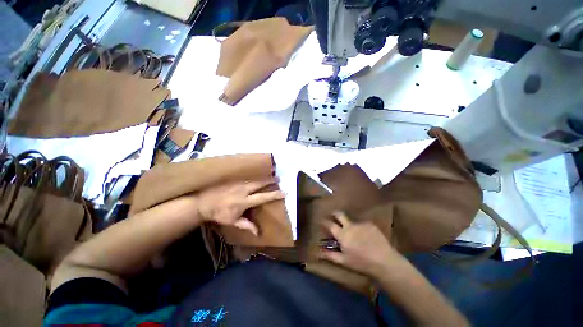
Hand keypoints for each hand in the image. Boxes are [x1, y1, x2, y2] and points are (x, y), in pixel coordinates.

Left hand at [195, 178, 284, 234]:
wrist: (202, 203)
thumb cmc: (219, 214)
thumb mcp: (233, 221)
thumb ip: (246, 225)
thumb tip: (258, 233)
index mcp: (244, 201)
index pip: (263, 197)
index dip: (274, 195)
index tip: (283, 193)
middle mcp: (243, 190)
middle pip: (259, 183)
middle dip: (270, 180)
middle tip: (278, 177)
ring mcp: (237, 183)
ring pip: (253, 177)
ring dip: (262, 176)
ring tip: (271, 172)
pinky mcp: (232, 179)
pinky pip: (245, 175)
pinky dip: (253, 174)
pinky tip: (257, 171)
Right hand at [320, 212, 396, 278]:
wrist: (384, 261)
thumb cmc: (361, 263)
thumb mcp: (344, 261)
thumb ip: (330, 255)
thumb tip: (318, 252)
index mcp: (342, 234)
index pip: (329, 224)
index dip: (324, 222)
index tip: (321, 221)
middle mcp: (350, 226)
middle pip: (339, 214)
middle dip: (334, 213)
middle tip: (333, 215)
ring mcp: (360, 224)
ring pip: (352, 220)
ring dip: (349, 224)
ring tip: (354, 233)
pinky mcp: (370, 224)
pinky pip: (362, 224)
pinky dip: (361, 229)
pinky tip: (366, 236)